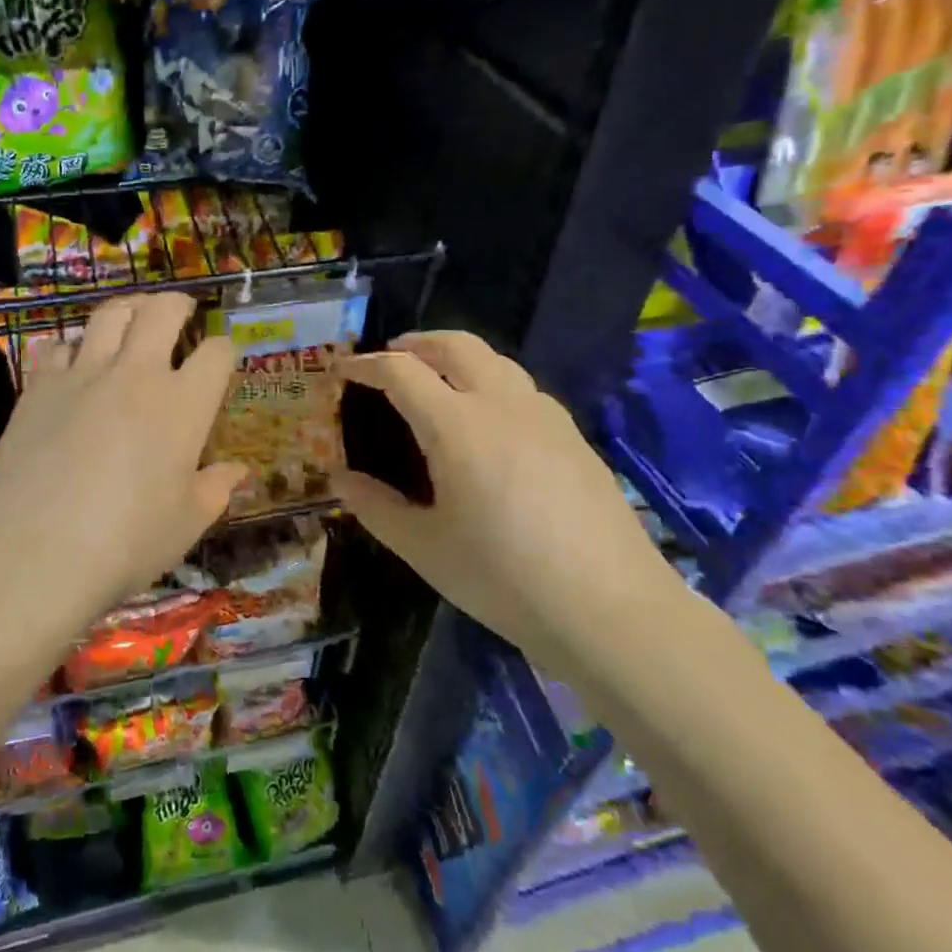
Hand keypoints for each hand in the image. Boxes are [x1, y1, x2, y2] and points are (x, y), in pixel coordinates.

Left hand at [0, 293, 244, 621]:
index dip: (224, 350)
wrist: (35, 551)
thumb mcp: (186, 524)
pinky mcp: (40, 386)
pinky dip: (71, 347)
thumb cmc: (126, 542)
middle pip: (162, 312)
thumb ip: (216, 489)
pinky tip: (72, 361)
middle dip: (177, 304)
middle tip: (180, 310)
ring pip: (109, 315)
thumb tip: (237, 471)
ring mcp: (84, 375)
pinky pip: (58, 347)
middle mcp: (137, 375)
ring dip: (128, 309)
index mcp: (184, 405)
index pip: (216, 354)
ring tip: (132, 317)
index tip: (221, 357)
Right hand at [334, 331, 674, 666]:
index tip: (343, 371)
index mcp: (456, 425)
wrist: (610, 608)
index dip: (366, 365)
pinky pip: (522, 388)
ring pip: (495, 359)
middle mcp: (501, 404)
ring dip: (457, 356)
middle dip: (416, 343)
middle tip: (391, 358)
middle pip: (455, 344)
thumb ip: (375, 508)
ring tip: (437, 382)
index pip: (401, 371)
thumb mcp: (424, 548)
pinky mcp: (573, 436)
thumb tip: (341, 480)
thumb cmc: (503, 578)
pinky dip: (491, 382)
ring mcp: (544, 416)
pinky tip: (488, 422)